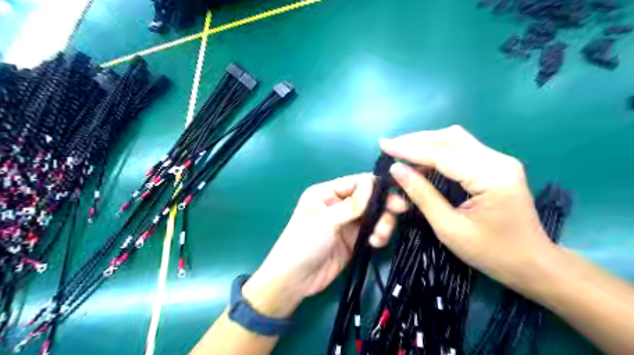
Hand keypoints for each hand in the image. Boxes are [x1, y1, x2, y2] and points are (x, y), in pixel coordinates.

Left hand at [241, 174, 408, 317]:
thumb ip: (351, 204)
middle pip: (369, 198)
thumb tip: (373, 182)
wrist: (295, 281)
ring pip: (374, 215)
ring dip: (383, 222)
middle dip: (384, 204)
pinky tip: (376, 243)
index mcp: (326, 193)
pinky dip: (379, 235)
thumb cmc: (303, 244)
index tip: (395, 191)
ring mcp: (348, 223)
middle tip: (399, 209)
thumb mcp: (325, 221)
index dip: (375, 185)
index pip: (356, 182)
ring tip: (380, 236)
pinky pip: (374, 231)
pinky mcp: (355, 240)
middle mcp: (339, 204)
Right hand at [380, 126, 555, 291]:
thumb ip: (422, 195)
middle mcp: (498, 160)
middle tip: (389, 147)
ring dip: (426, 143)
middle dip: (416, 141)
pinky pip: (462, 150)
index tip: (383, 146)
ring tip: (401, 151)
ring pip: (455, 140)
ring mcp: (499, 160)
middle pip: (450, 138)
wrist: (533, 264)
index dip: (409, 149)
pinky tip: (421, 161)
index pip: (442, 154)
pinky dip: (438, 151)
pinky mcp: (496, 165)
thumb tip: (396, 170)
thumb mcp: (449, 228)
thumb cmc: (491, 253)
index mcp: (491, 176)